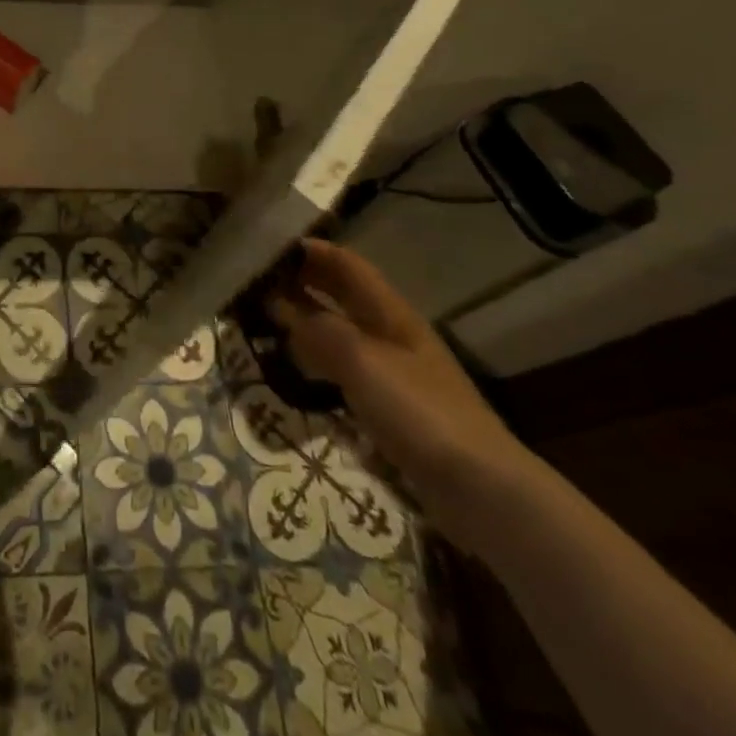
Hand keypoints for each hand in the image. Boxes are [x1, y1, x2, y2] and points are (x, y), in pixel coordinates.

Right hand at [269, 239, 535, 545]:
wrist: (479, 487)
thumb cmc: (420, 412)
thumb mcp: (363, 363)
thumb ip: (319, 331)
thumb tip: (281, 307)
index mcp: (390, 313)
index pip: (346, 265)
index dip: (311, 251)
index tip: (268, 249)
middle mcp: (390, 333)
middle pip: (342, 294)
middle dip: (303, 282)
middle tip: (256, 282)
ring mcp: (391, 370)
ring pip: (339, 330)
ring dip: (305, 320)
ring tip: (264, 319)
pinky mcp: (388, 404)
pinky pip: (343, 367)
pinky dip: (316, 359)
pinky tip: (294, 368)